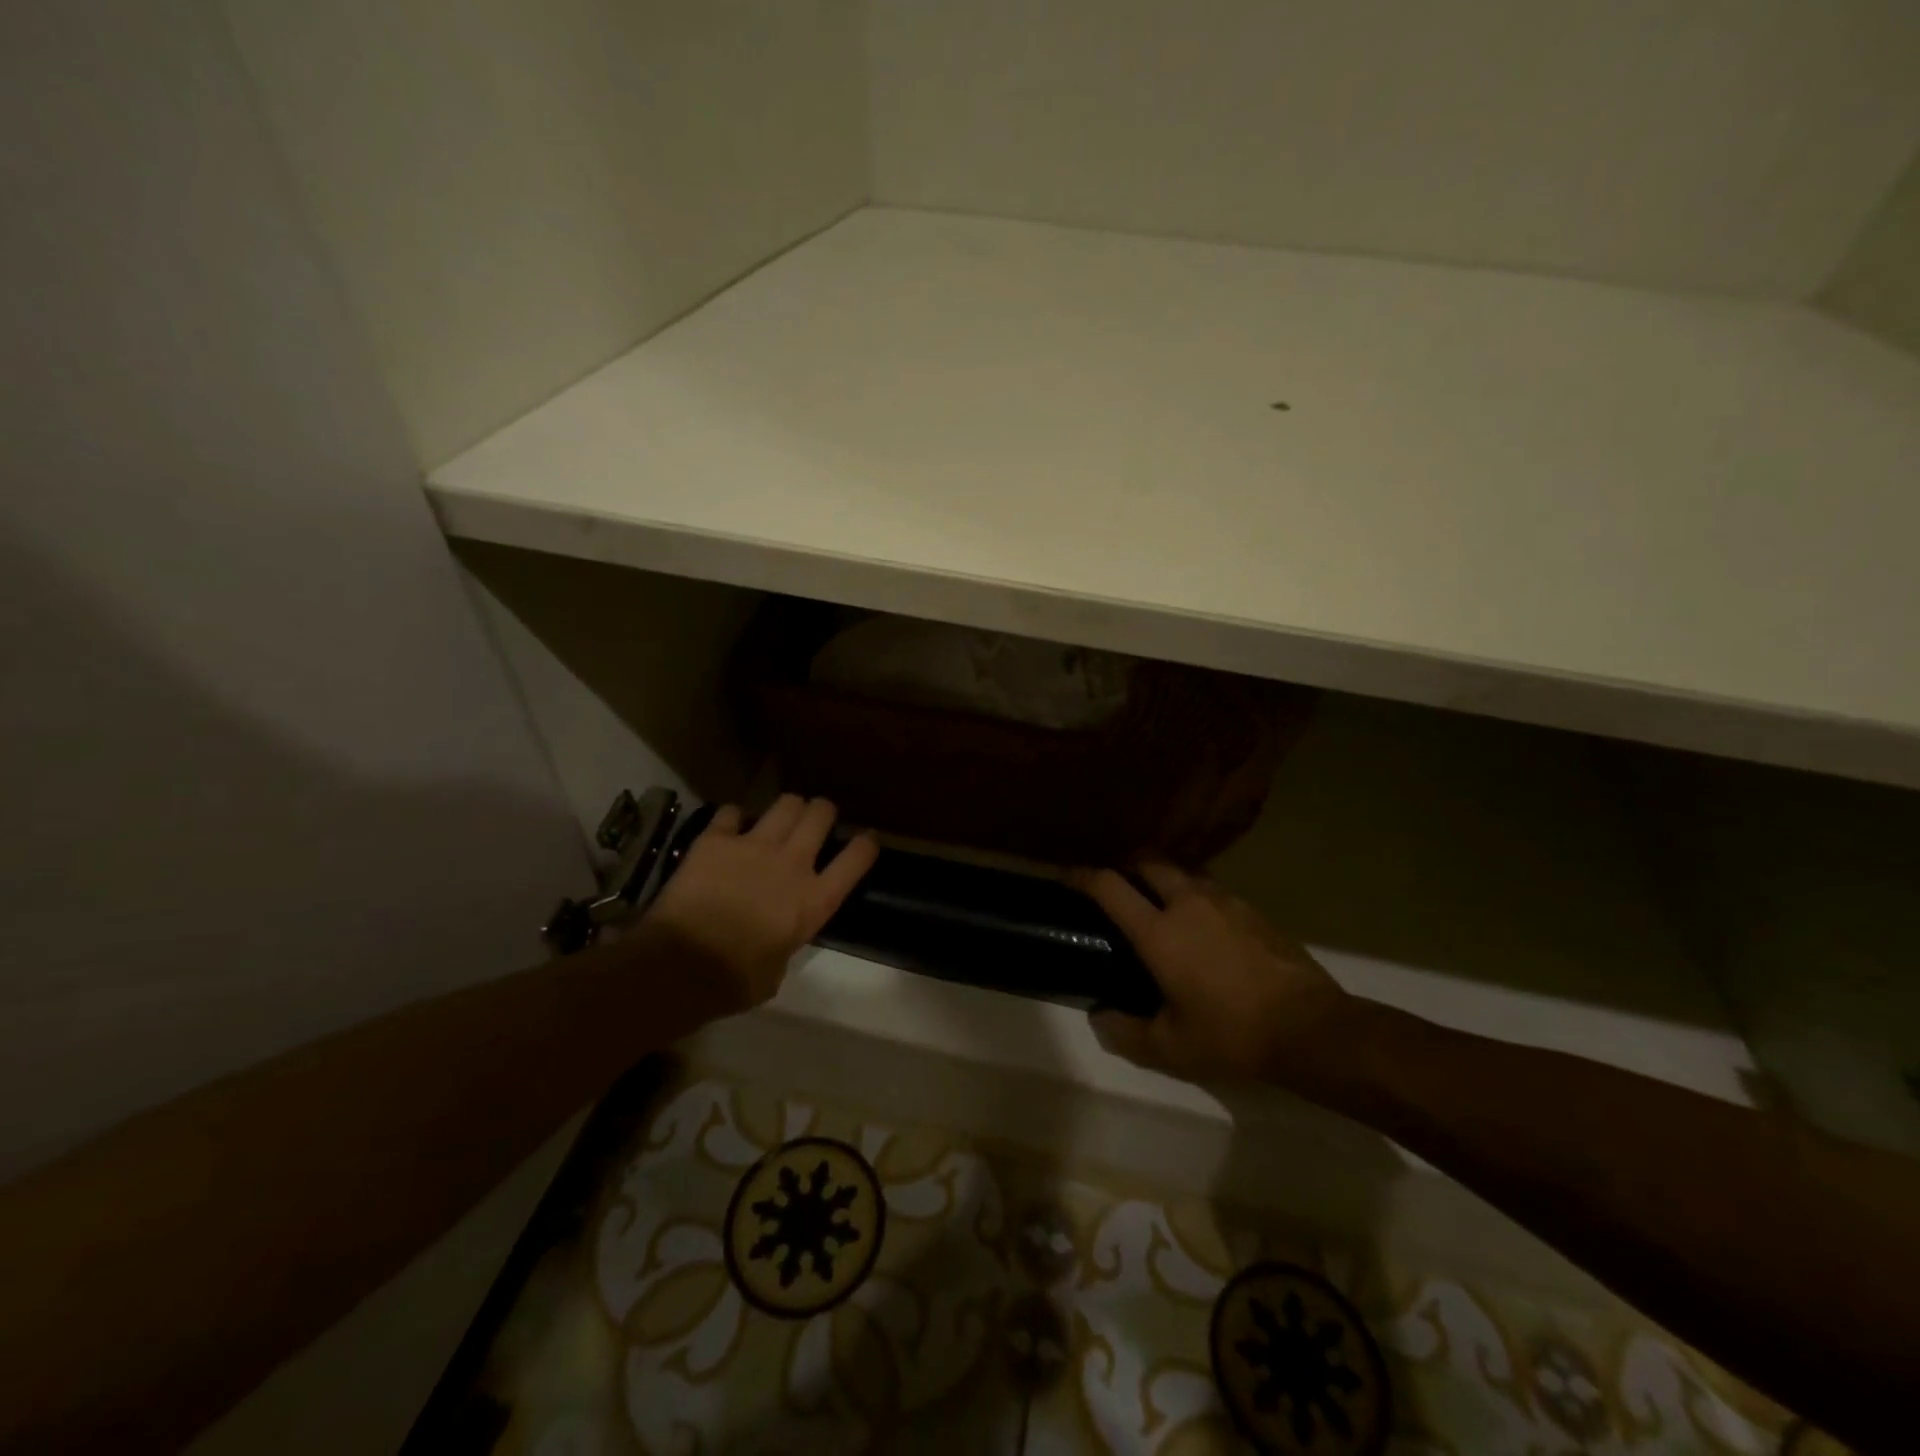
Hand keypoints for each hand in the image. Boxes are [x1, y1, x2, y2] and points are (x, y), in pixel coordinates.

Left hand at [642, 795, 878, 1012]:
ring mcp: (754, 846)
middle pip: (821, 814)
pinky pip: (731, 812)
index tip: (865, 838)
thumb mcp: (776, 973)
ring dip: (787, 808)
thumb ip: (784, 946)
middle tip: (816, 819)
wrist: (680, 966)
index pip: (857, 858)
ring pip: (786, 803)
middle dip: (822, 812)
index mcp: (814, 901)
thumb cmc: (734, 982)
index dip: (865, 843)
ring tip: (780, 817)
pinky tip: (728, 828)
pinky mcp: (716, 840)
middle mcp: (792, 863)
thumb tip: (775, 942)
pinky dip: (732, 819)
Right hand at [1075, 862, 1356, 1086]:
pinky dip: (1194, 893)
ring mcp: (1225, 901)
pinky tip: (1201, 922)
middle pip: (1148, 861)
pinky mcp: (1253, 909)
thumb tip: (1101, 1016)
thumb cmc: (1232, 1036)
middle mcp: (1187, 903)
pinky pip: (1212, 888)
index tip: (1066, 876)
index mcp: (1159, 932)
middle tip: (1116, 885)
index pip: (1110, 886)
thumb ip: (1126, 1032)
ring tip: (1157, 901)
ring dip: (1162, 877)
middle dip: (1125, 865)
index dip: (1082, 876)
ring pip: (1183, 871)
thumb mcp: (1171, 1049)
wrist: (1312, 1029)